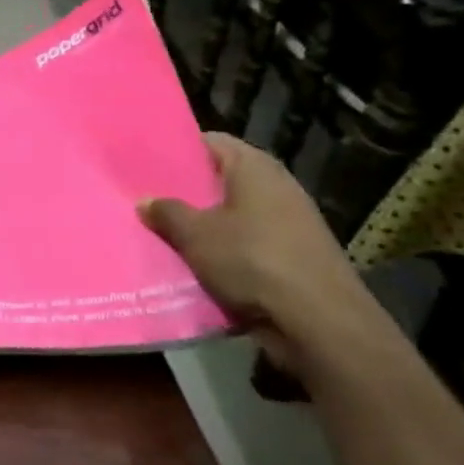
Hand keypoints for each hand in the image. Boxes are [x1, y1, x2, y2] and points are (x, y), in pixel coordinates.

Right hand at [139, 134, 400, 383]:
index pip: (209, 142)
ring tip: (159, 231)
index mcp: (255, 168)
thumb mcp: (195, 234)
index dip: (176, 149)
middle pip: (219, 180)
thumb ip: (167, 212)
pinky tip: (190, 263)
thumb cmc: (253, 260)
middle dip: (184, 191)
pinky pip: (244, 245)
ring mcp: (287, 223)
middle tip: (143, 197)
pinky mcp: (291, 256)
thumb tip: (145, 201)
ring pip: (230, 216)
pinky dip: (220, 252)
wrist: (319, 322)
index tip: (143, 161)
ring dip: (200, 225)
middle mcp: (275, 187)